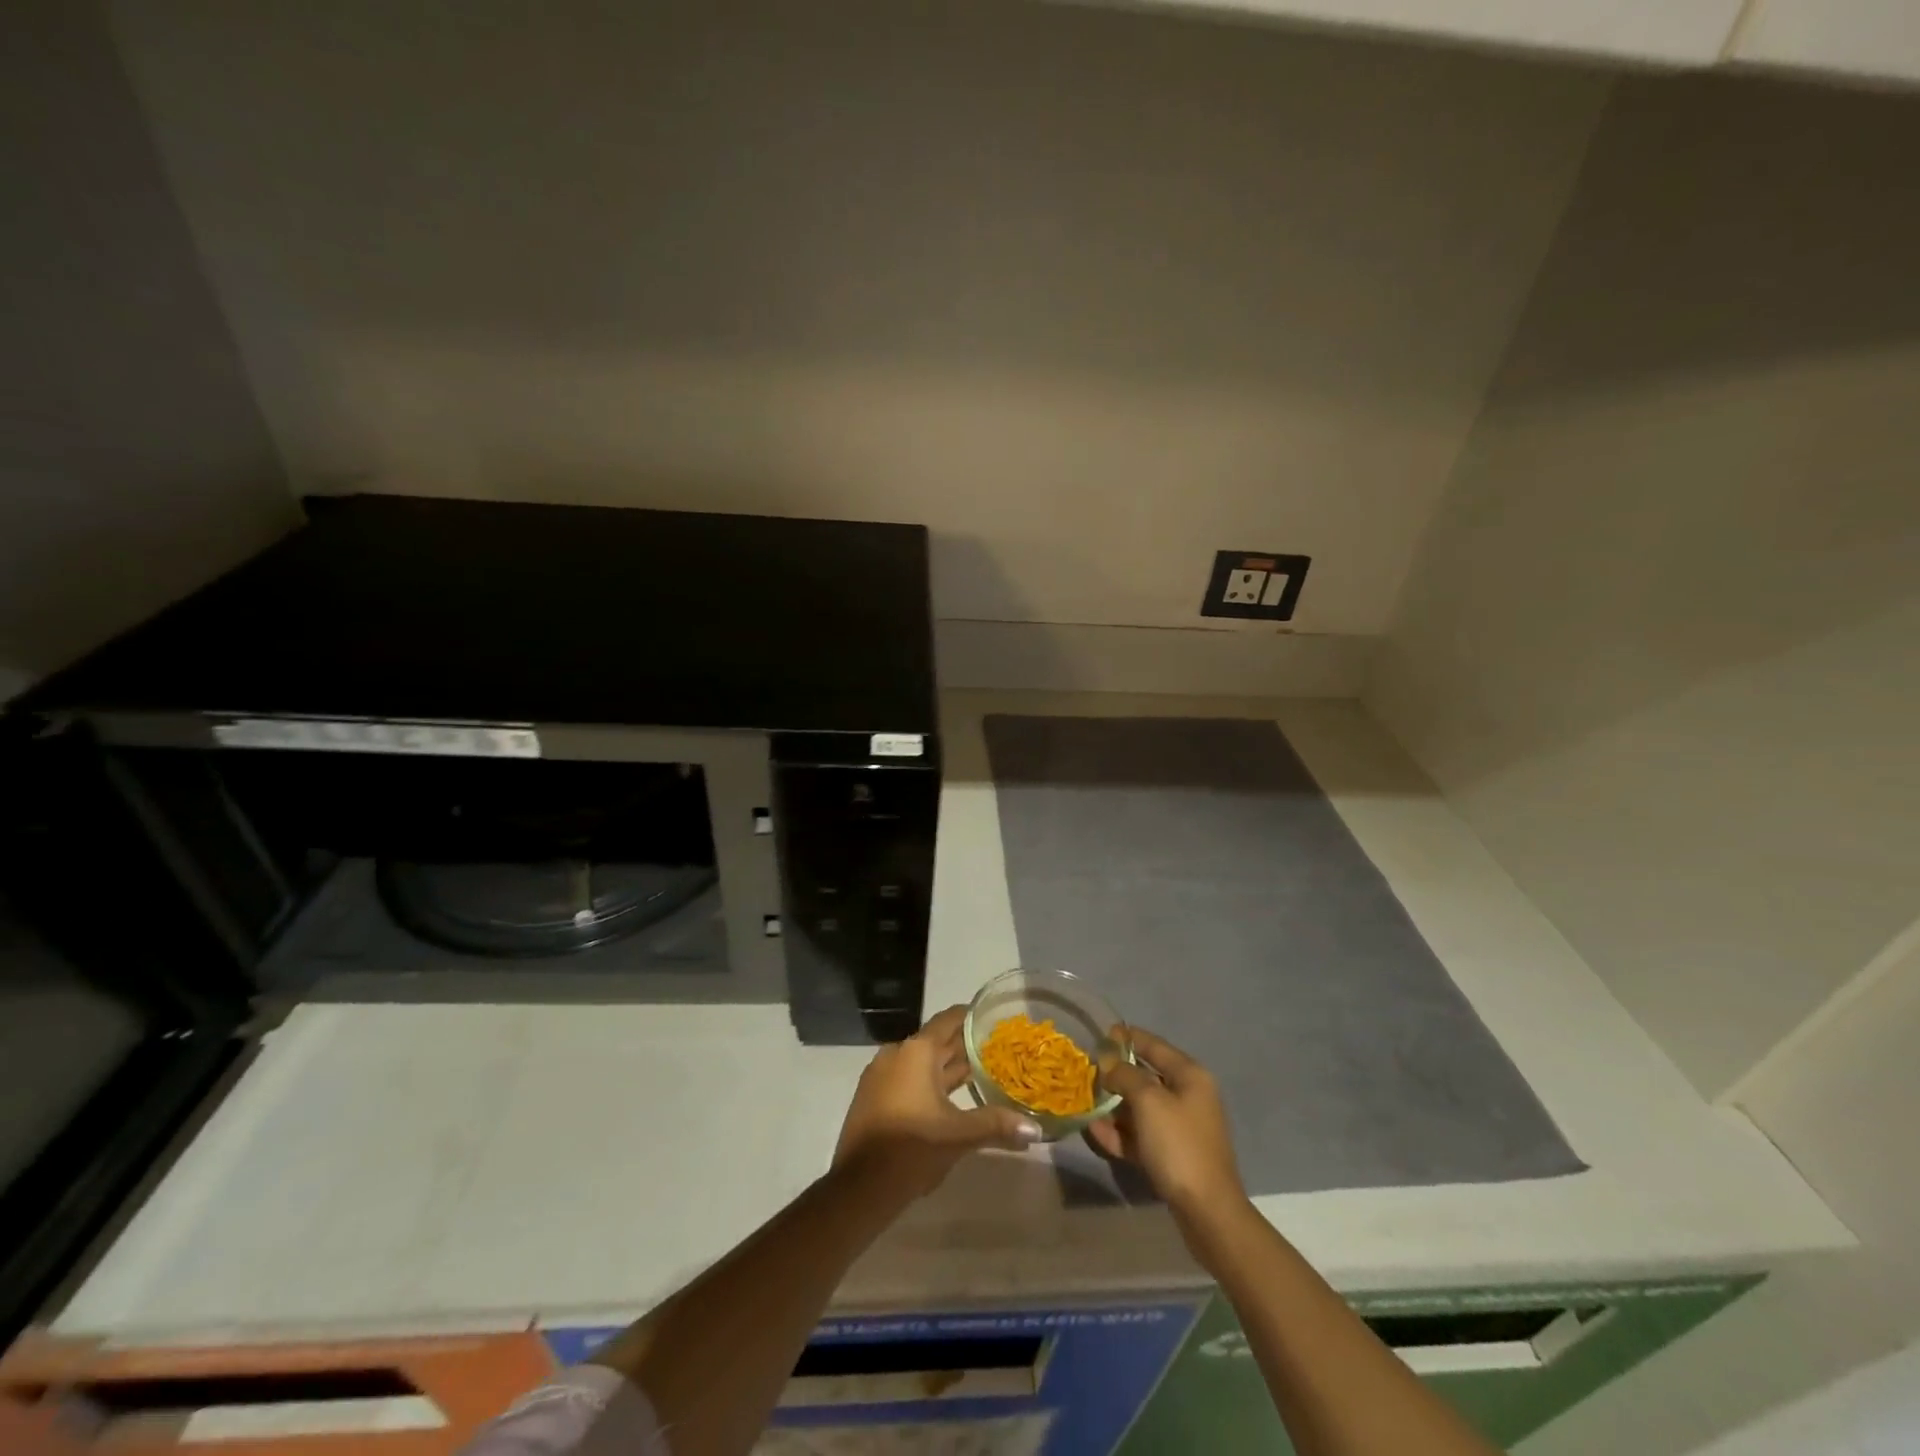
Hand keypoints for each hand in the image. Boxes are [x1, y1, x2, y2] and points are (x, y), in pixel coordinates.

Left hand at [834, 1005, 1043, 1196]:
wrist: (859, 1187)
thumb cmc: (911, 1148)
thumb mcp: (958, 1135)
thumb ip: (996, 1125)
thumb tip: (1036, 1128)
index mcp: (916, 1052)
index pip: (948, 1021)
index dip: (970, 1017)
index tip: (993, 1017)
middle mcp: (897, 1054)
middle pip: (936, 1042)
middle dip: (963, 1045)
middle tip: (996, 1048)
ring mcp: (881, 1075)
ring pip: (922, 1063)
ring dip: (947, 1067)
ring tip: (980, 1072)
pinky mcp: (873, 1097)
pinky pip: (908, 1079)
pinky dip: (929, 1083)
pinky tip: (950, 1099)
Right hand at [1089, 1027, 1245, 1215]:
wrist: (1207, 1212)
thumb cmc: (1178, 1145)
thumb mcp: (1148, 1101)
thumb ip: (1125, 1075)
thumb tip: (1109, 1062)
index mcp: (1189, 1075)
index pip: (1153, 1045)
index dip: (1126, 1038)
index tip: (1099, 1036)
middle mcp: (1187, 1096)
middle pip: (1145, 1076)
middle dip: (1115, 1075)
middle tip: (1085, 1074)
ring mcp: (1180, 1127)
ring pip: (1140, 1108)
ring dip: (1113, 1107)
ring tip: (1084, 1105)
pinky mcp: (1171, 1155)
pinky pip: (1141, 1135)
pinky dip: (1120, 1133)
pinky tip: (1095, 1133)